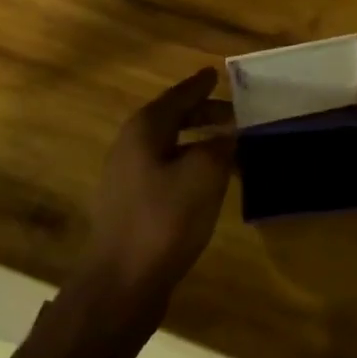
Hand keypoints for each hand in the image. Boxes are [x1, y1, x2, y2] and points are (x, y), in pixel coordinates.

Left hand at [78, 69, 234, 306]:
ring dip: (199, 142)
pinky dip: (189, 165)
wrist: (122, 284)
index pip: (178, 96)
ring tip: (228, 146)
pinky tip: (209, 181)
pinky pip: (166, 170)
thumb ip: (220, 146)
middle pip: (172, 119)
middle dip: (203, 114)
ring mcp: (127, 178)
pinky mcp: (131, 206)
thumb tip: (230, 134)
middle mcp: (130, 146)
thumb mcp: (204, 174)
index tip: (217, 73)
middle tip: (235, 114)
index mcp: (144, 129)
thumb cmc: (164, 219)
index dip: (200, 85)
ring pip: (169, 146)